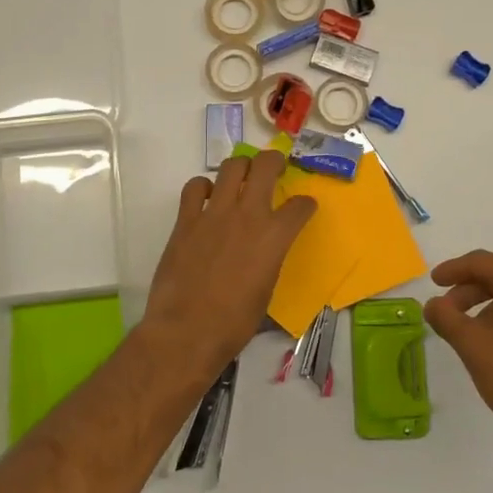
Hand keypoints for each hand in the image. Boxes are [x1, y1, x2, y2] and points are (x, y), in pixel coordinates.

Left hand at [141, 150, 316, 384]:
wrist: (186, 331)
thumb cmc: (234, 322)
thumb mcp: (266, 290)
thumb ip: (270, 259)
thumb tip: (266, 252)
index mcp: (274, 237)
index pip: (300, 206)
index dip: (305, 204)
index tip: (304, 207)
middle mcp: (247, 215)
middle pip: (265, 166)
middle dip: (274, 161)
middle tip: (274, 168)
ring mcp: (214, 213)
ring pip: (231, 167)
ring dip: (241, 167)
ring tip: (241, 176)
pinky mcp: (186, 219)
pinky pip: (195, 187)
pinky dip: (203, 187)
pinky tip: (206, 198)